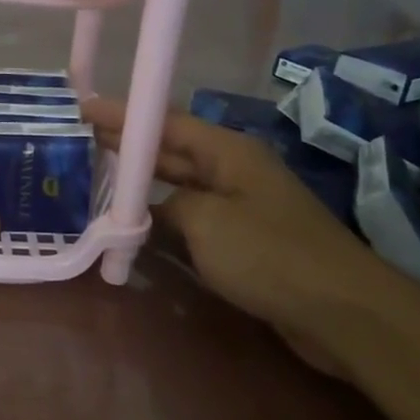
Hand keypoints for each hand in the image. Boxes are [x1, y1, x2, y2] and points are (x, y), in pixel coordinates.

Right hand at [84, 97, 404, 355]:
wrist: (339, 310)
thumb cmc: (270, 254)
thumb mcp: (207, 222)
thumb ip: (168, 207)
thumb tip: (152, 211)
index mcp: (228, 152)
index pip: (166, 123)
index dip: (124, 115)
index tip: (83, 109)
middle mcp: (234, 171)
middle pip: (172, 152)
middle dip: (128, 148)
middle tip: (79, 145)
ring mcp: (241, 207)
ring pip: (180, 188)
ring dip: (142, 188)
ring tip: (96, 184)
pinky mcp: (244, 241)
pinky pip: (193, 221)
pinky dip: (163, 222)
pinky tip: (135, 229)